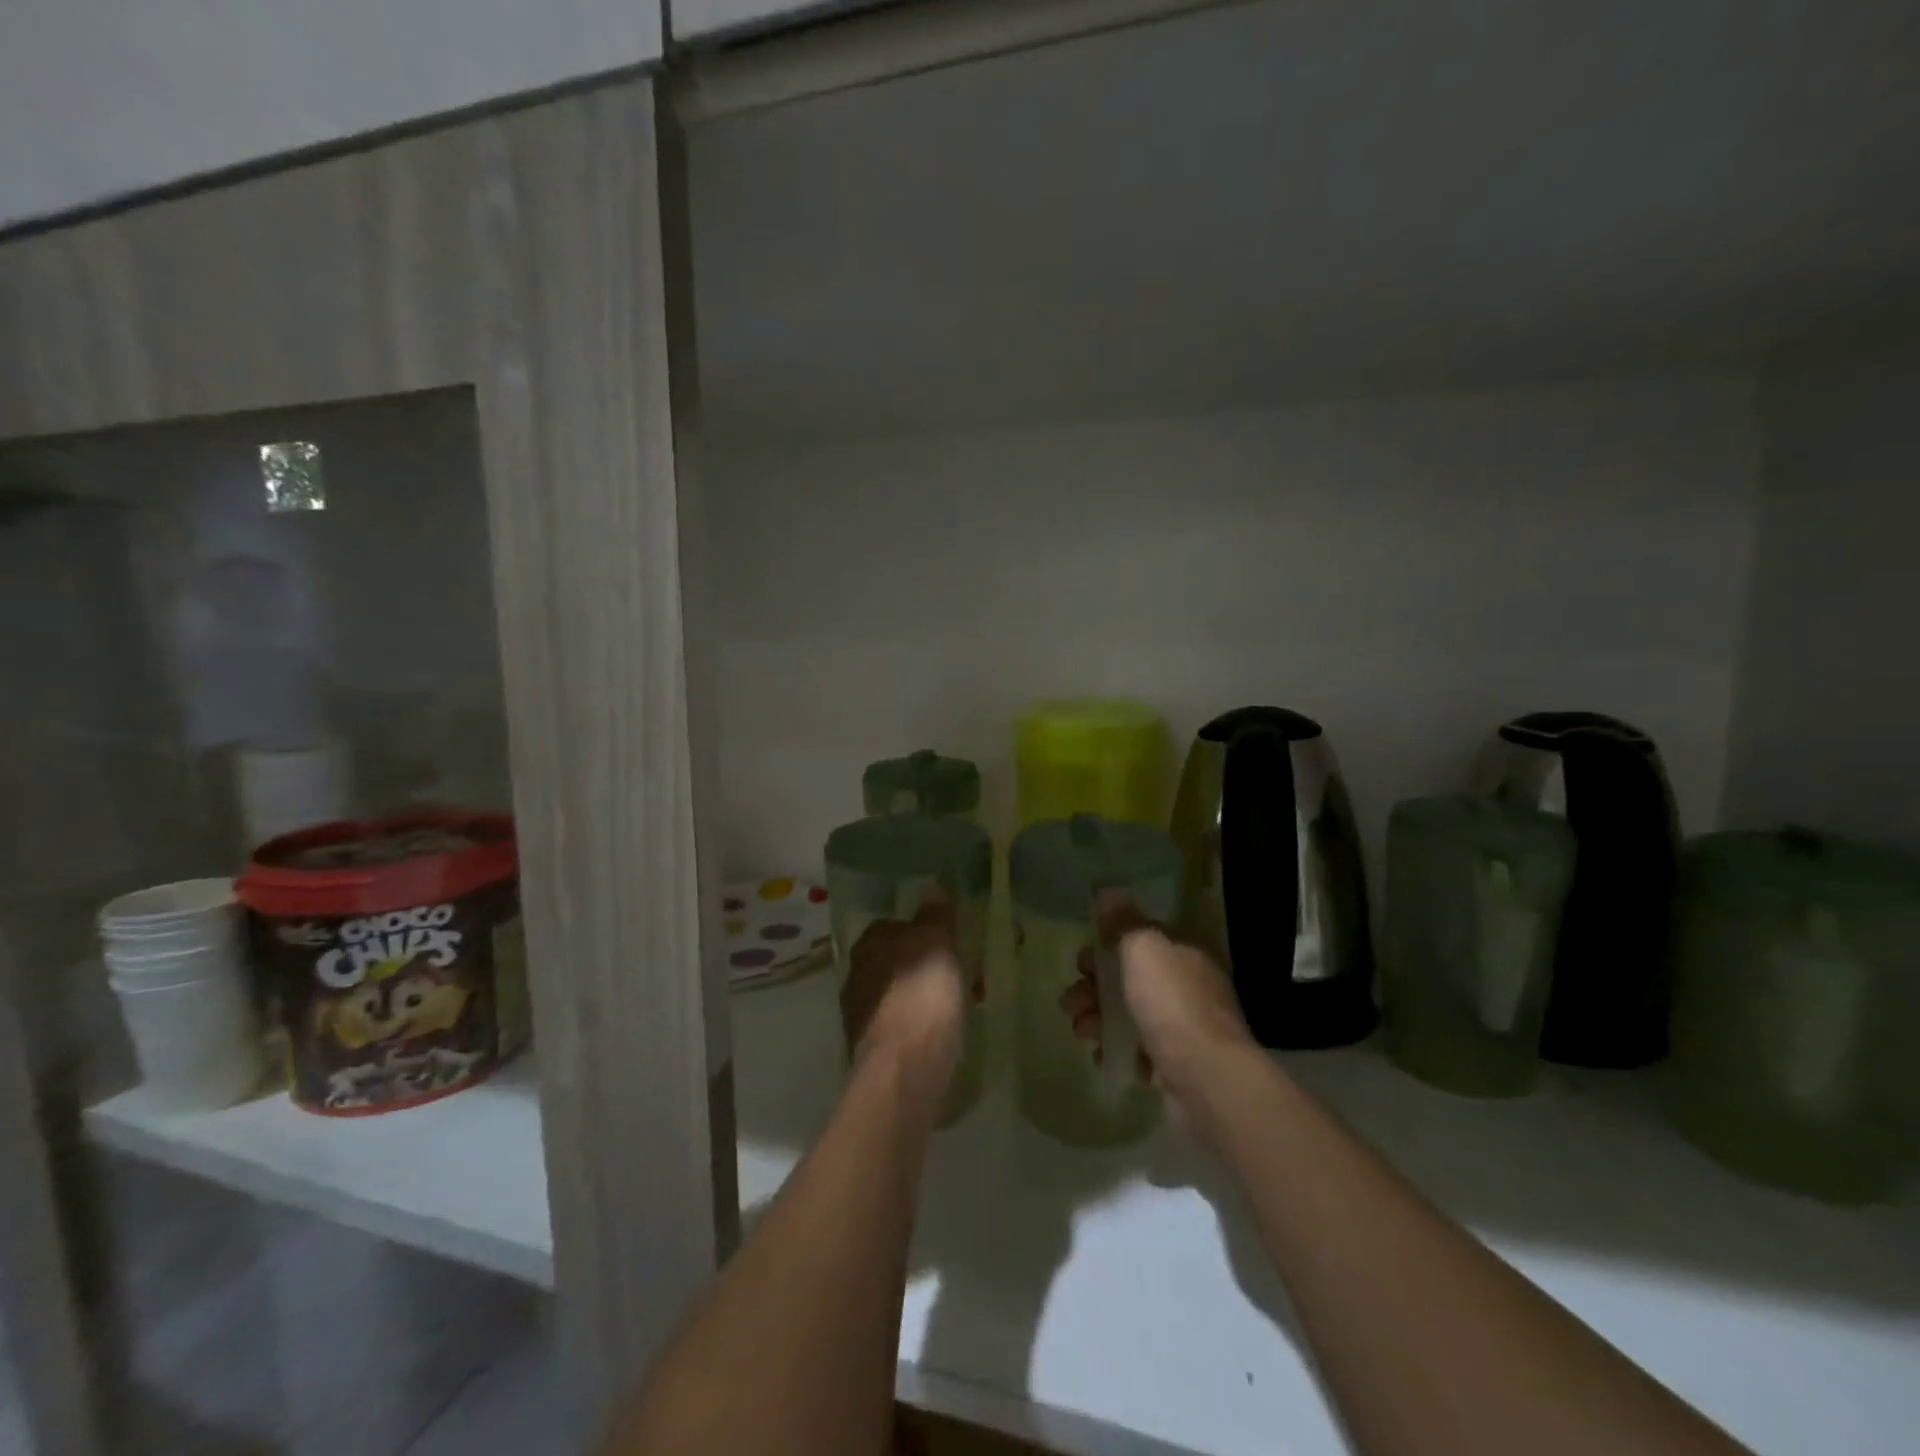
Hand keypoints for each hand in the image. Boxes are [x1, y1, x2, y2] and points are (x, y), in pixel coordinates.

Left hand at [839, 891, 966, 1110]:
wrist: (904, 1070)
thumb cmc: (922, 996)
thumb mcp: (938, 943)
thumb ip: (935, 914)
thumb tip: (931, 885)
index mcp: (868, 945)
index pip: (892, 925)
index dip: (920, 930)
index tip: (946, 941)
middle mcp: (856, 975)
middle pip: (893, 960)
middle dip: (919, 965)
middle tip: (953, 972)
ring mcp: (859, 1015)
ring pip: (896, 994)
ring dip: (918, 995)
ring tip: (953, 1004)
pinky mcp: (870, 1049)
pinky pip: (900, 1025)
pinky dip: (917, 1024)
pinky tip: (939, 1032)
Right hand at [1059, 891, 1256, 1106]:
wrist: (1207, 1079)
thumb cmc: (1172, 1002)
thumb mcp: (1143, 947)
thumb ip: (1123, 920)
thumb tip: (1109, 891)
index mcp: (1185, 951)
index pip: (1142, 938)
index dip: (1107, 945)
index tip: (1082, 961)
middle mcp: (1188, 985)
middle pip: (1130, 977)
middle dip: (1094, 988)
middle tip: (1072, 1002)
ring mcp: (1185, 1027)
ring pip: (1130, 1014)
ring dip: (1098, 1019)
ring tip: (1081, 1032)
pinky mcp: (1178, 1065)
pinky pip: (1138, 1051)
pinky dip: (1117, 1050)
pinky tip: (1102, 1056)